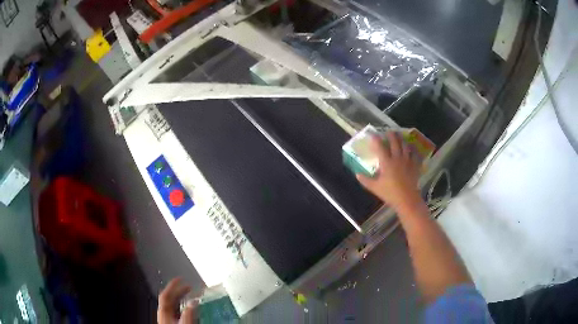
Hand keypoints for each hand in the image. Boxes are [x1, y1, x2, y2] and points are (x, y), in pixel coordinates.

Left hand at [158, 278, 197, 323]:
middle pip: (170, 298)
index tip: (179, 278)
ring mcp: (167, 318)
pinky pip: (176, 311)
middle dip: (179, 291)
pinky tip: (188, 308)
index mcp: (163, 311)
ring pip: (173, 304)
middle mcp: (164, 313)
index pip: (165, 294)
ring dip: (181, 298)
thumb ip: (188, 312)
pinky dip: (182, 306)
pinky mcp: (171, 322)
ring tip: (190, 295)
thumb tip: (193, 302)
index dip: (172, 285)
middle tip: (188, 286)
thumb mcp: (184, 322)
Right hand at [356, 132, 422, 212]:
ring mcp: (407, 161)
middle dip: (391, 135)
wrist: (407, 199)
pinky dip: (413, 150)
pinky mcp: (415, 166)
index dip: (376, 139)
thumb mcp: (375, 188)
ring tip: (399, 137)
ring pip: (405, 145)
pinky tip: (412, 148)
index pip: (380, 146)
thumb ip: (365, 180)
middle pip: (395, 142)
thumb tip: (357, 174)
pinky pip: (415, 154)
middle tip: (388, 132)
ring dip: (402, 140)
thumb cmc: (390, 193)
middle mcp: (397, 158)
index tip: (373, 135)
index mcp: (386, 162)